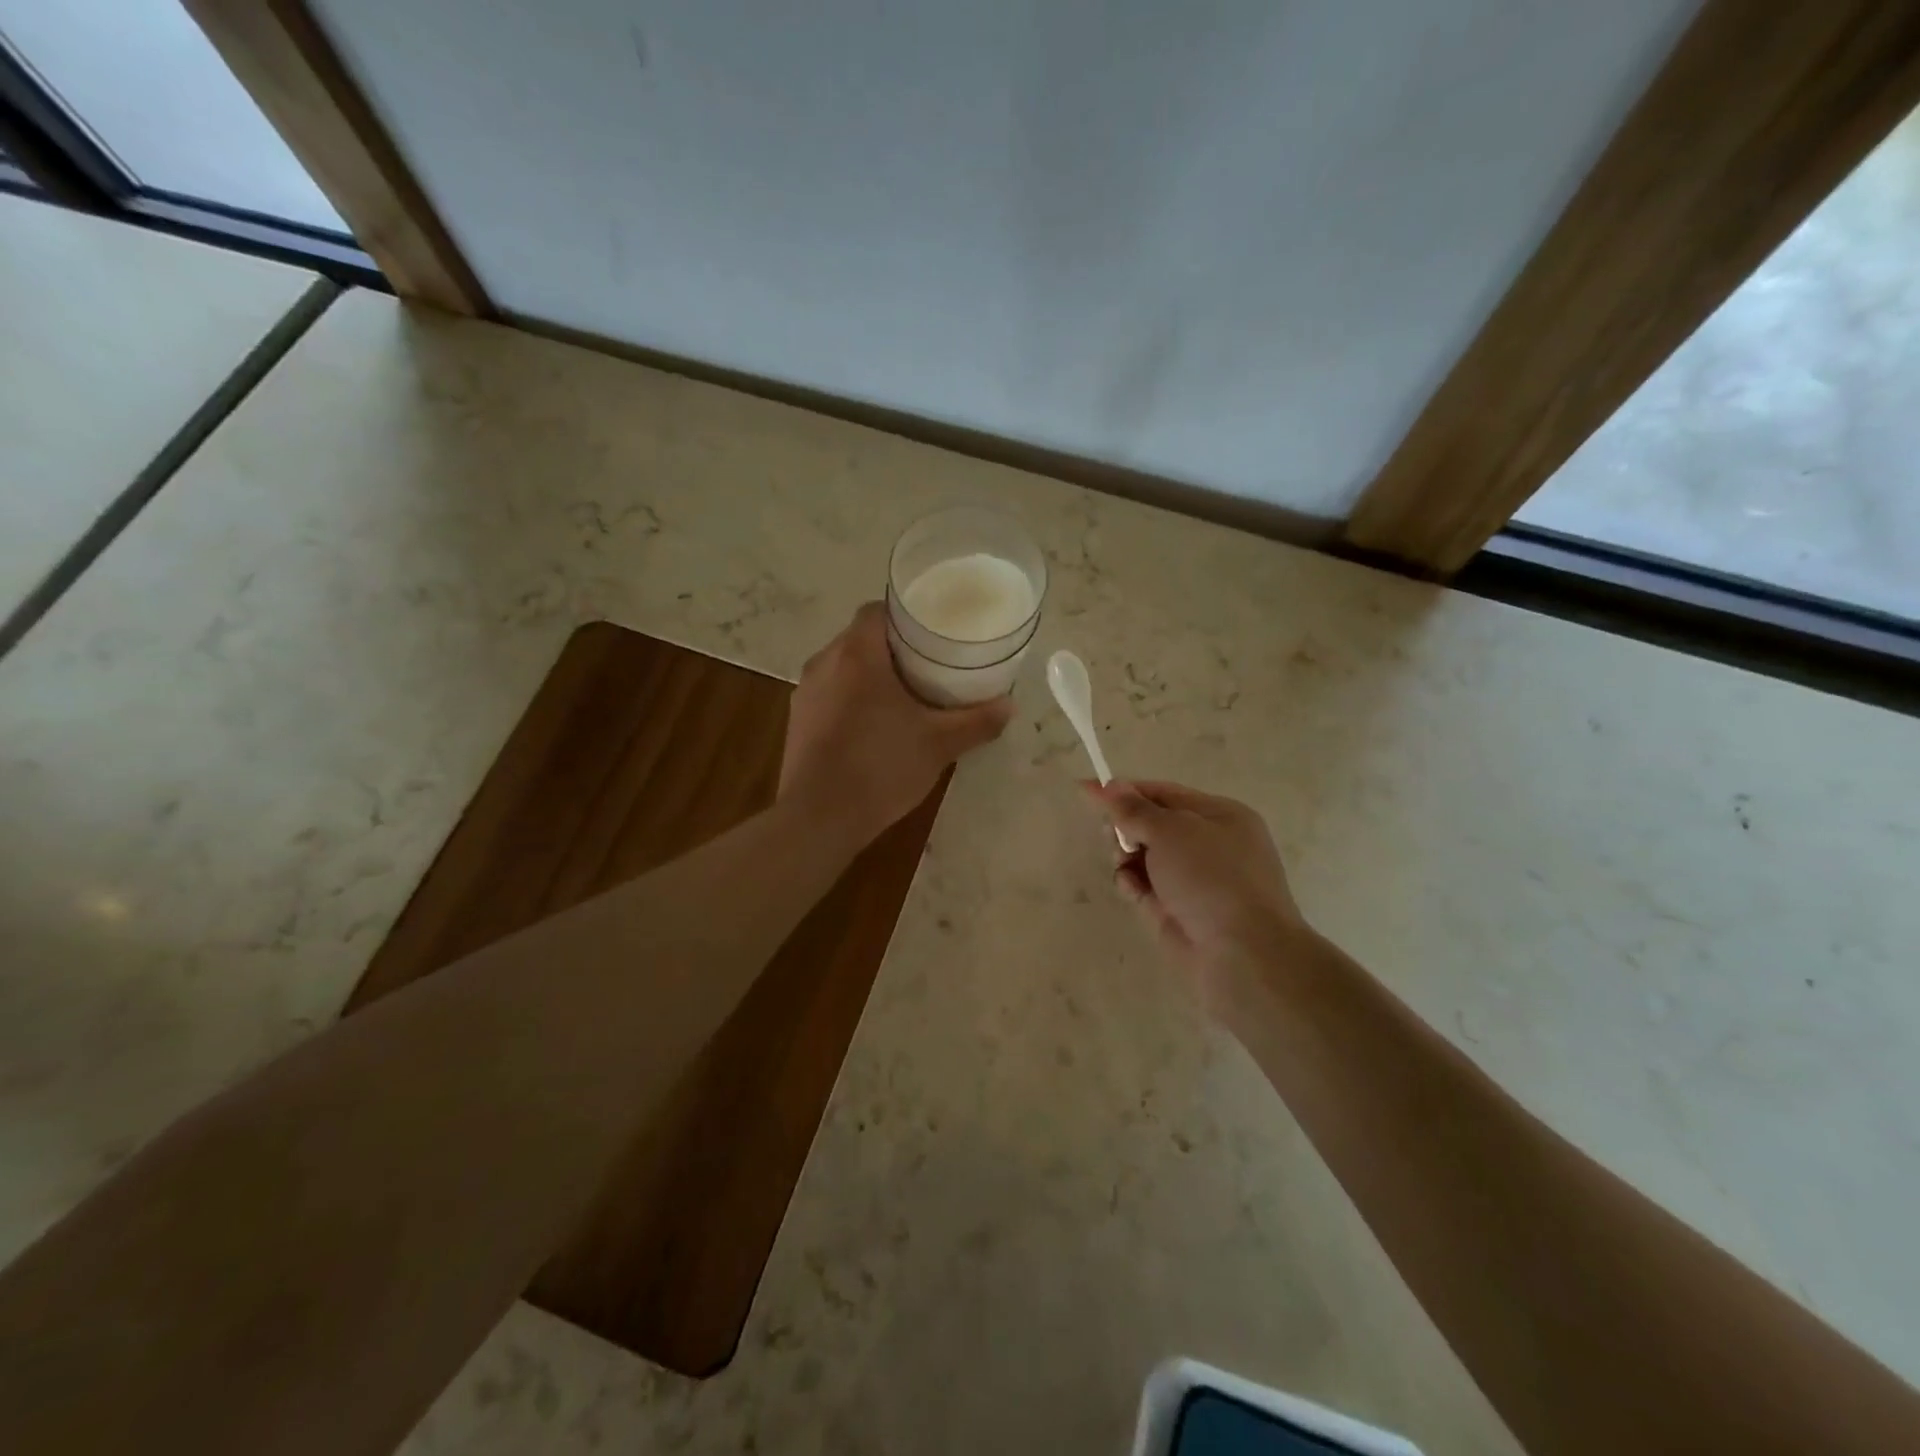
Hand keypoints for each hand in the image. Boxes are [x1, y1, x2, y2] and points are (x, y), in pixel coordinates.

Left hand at [780, 602, 1013, 848]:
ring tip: (903, 692)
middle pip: (860, 637)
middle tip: (927, 663)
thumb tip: (1009, 706)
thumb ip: (976, 722)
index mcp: (857, 654)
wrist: (819, 818)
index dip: (904, 615)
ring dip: (869, 673)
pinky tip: (873, 724)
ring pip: (842, 666)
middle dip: (892, 646)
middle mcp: (824, 663)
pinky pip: (829, 693)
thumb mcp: (939, 745)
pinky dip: (850, 697)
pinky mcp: (798, 721)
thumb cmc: (881, 767)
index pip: (876, 610)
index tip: (931, 631)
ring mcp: (806, 693)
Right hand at [1083, 780, 1313, 1012]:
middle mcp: (1208, 845)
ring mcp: (1193, 880)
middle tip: (1113, 837)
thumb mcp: (1171, 831)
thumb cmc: (1212, 877)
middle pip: (1151, 825)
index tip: (1086, 790)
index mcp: (1218, 815)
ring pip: (1144, 857)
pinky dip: (1133, 885)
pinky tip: (1131, 890)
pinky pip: (1145, 887)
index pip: (1163, 793)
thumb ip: (1133, 809)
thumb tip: (1108, 785)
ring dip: (1126, 858)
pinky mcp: (1177, 910)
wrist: (1242, 954)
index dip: (1124, 791)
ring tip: (1123, 866)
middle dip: (1125, 828)